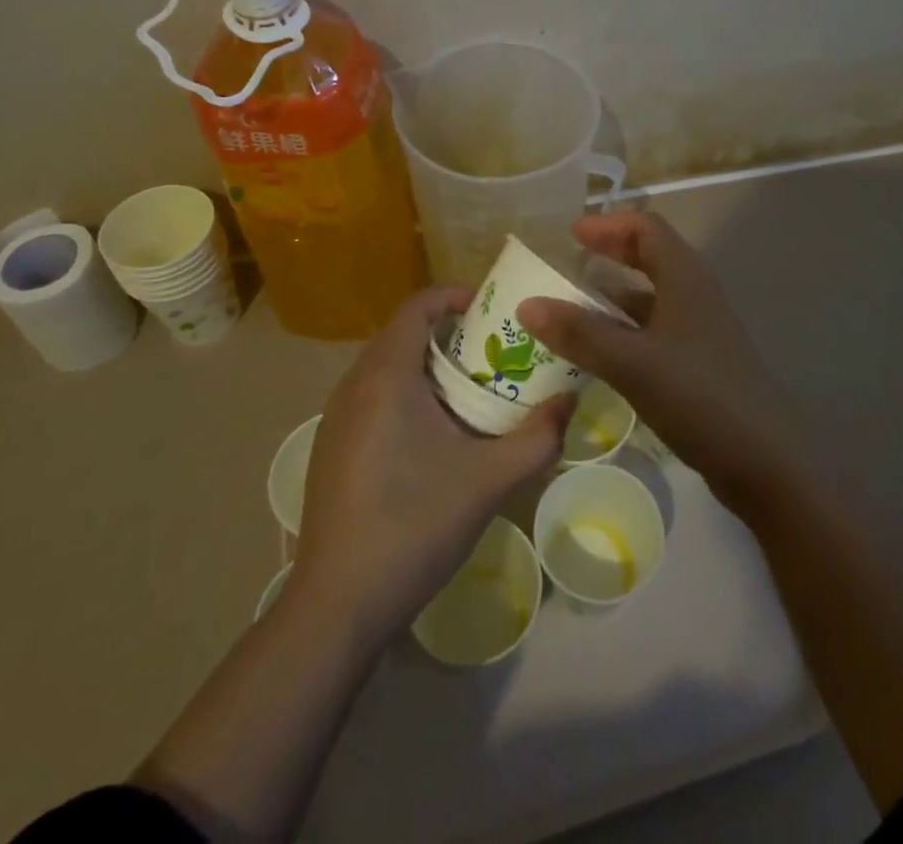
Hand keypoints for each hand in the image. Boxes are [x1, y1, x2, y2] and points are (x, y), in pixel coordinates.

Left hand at [289, 287, 572, 641]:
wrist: (338, 605)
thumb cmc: (414, 524)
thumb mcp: (490, 479)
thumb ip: (538, 436)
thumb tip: (570, 400)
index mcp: (386, 375)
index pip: (417, 306)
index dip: (455, 296)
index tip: (493, 311)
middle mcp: (354, 385)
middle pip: (404, 334)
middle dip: (451, 335)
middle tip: (495, 355)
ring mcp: (336, 418)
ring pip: (387, 368)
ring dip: (429, 367)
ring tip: (473, 393)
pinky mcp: (332, 449)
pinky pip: (374, 398)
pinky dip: (407, 395)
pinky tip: (436, 438)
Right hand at [517, 213, 806, 514]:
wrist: (766, 460)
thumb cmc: (700, 396)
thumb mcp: (633, 363)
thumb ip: (581, 333)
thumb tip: (527, 304)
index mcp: (685, 279)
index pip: (647, 229)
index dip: (609, 225)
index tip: (571, 234)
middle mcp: (694, 296)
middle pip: (650, 258)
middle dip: (610, 255)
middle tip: (569, 263)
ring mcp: (699, 332)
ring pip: (651, 299)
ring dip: (614, 297)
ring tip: (571, 309)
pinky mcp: (699, 365)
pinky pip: (654, 333)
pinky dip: (624, 332)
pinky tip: (599, 355)